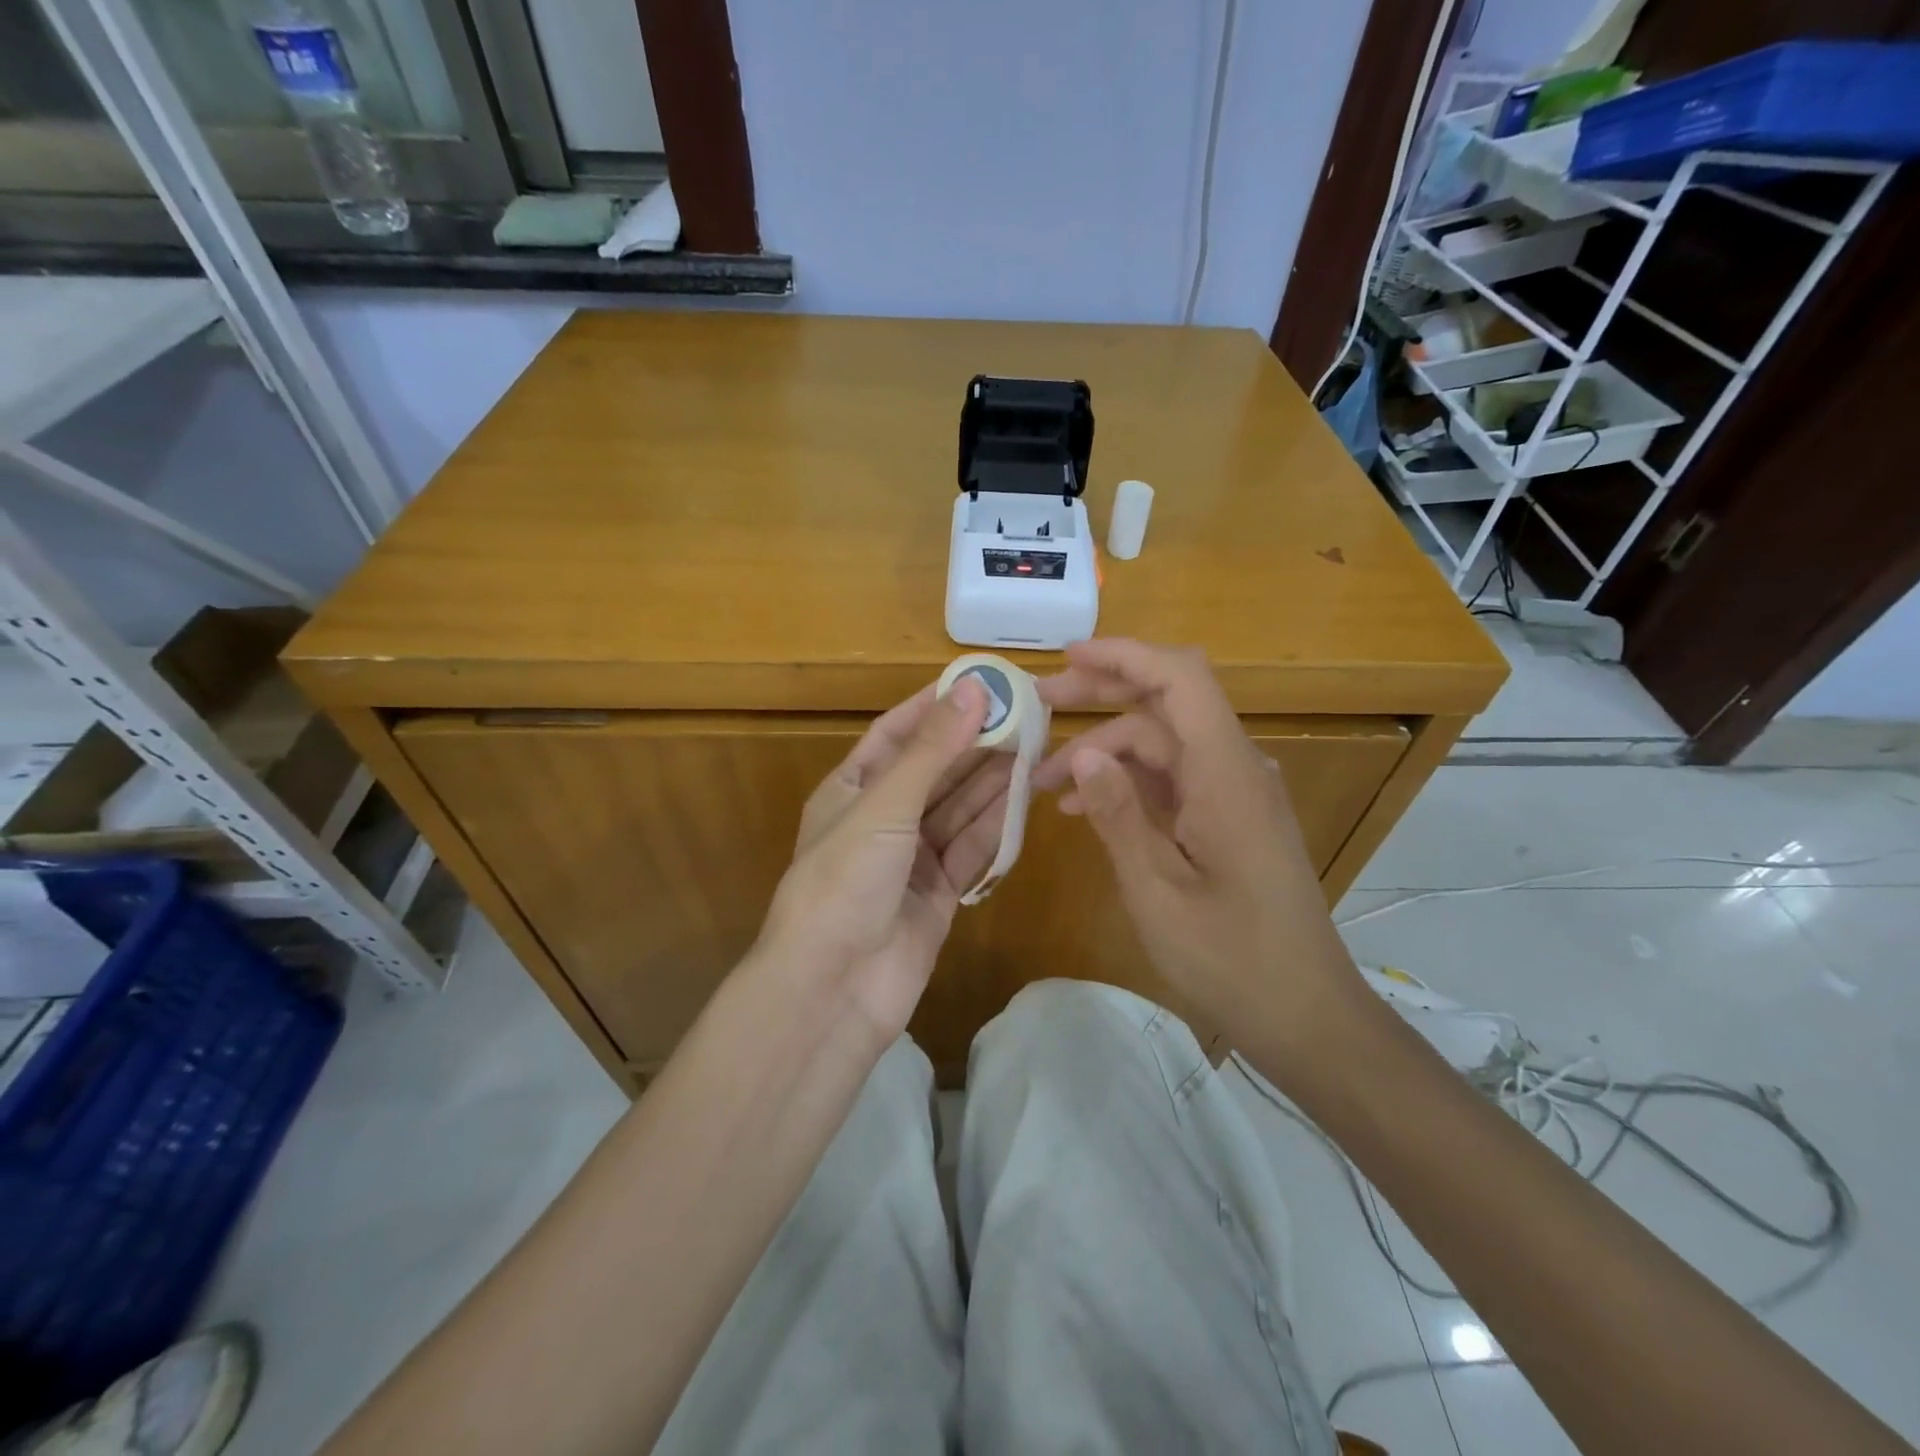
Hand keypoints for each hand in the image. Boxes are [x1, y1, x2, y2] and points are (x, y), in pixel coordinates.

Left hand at [755, 677, 1012, 1044]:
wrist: (832, 989)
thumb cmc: (843, 881)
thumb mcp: (884, 806)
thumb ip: (930, 751)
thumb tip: (972, 690)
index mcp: (850, 790)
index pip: (895, 734)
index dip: (934, 707)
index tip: (979, 683)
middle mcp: (881, 819)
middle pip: (934, 771)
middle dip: (974, 743)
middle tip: (1024, 714)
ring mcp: (910, 859)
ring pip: (958, 809)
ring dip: (991, 780)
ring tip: (1035, 746)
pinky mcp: (938, 894)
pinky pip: (970, 850)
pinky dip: (995, 827)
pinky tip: (1024, 798)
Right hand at [1033, 639, 1355, 1034]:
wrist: (1306, 1015)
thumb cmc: (1231, 959)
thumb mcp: (1157, 891)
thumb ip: (1118, 816)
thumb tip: (1083, 754)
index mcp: (1225, 774)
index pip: (1180, 680)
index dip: (1124, 655)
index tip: (1067, 658)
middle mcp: (1235, 769)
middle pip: (1167, 703)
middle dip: (1102, 694)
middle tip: (1039, 705)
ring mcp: (1234, 794)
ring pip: (1163, 744)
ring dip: (1104, 750)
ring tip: (1042, 779)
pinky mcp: (1229, 818)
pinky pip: (1173, 780)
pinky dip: (1127, 783)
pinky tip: (1083, 808)